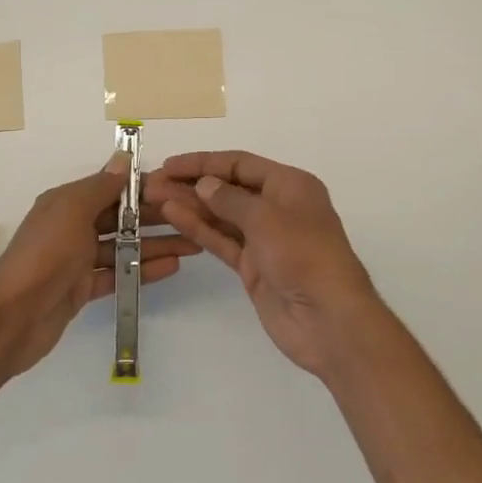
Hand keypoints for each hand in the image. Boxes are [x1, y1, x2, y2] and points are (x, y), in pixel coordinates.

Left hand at [0, 154, 198, 378]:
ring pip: (123, 246)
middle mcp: (72, 226)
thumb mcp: (71, 211)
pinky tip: (172, 267)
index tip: (178, 188)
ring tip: (194, 244)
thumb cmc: (44, 256)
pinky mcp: (83, 288)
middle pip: (121, 217)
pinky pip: (119, 274)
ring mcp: (78, 260)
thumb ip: (100, 187)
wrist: (12, 318)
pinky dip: (143, 270)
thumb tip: (122, 159)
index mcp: (66, 202)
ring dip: (156, 244)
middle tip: (194, 217)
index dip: (143, 187)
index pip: (111, 188)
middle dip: (156, 217)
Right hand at [146, 150, 388, 378]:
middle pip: (228, 188)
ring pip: (221, 215)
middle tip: (153, 184)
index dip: (204, 162)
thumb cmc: (304, 256)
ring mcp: (264, 238)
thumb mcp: (267, 218)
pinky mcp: (253, 266)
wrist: (328, 320)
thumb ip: (230, 199)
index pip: (240, 164)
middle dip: (192, 184)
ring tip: (154, 198)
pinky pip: (222, 240)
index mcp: (290, 185)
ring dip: (190, 205)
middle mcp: (277, 207)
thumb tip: (204, 184)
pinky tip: (173, 217)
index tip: (170, 165)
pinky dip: (199, 228)